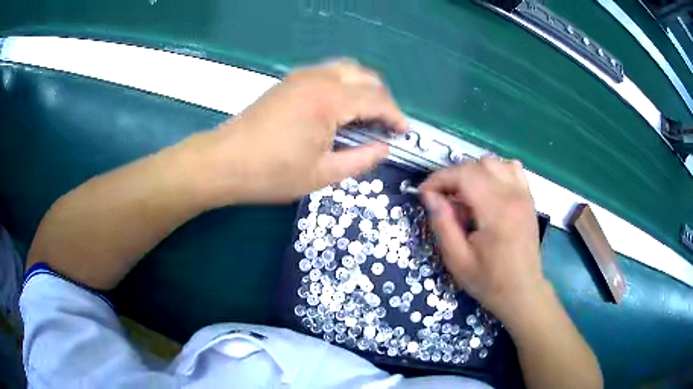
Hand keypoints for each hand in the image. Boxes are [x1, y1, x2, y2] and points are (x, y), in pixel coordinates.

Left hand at [186, 59, 407, 206]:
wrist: (223, 162)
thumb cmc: (271, 173)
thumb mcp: (323, 174)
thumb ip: (361, 159)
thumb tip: (384, 148)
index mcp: (329, 100)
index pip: (376, 99)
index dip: (395, 116)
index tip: (404, 132)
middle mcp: (318, 79)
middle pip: (365, 76)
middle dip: (382, 99)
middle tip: (385, 125)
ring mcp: (301, 76)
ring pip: (346, 69)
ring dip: (363, 88)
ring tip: (366, 114)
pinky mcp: (289, 81)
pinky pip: (328, 73)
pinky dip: (344, 85)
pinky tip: (340, 107)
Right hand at [419, 157, 547, 322]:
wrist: (522, 291)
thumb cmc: (489, 281)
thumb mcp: (457, 260)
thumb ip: (443, 223)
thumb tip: (429, 196)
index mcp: (496, 211)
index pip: (464, 175)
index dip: (439, 179)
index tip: (424, 193)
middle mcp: (513, 195)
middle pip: (477, 165)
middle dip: (453, 176)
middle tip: (442, 199)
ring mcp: (523, 194)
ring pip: (494, 162)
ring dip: (473, 172)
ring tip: (464, 195)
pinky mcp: (528, 198)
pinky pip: (512, 168)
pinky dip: (495, 171)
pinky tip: (488, 189)